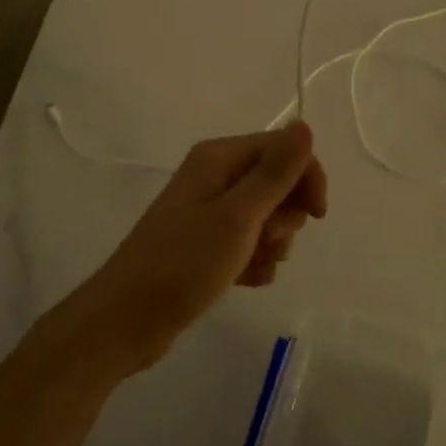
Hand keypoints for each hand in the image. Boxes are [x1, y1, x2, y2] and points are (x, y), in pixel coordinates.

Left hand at [61, 123, 327, 374]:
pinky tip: (244, 281)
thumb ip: (274, 173)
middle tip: (264, 240)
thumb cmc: (183, 264)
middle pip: (277, 183)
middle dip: (284, 216)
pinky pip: (250, 244)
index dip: (306, 177)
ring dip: (271, 244)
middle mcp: (214, 177)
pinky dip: (254, 262)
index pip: (282, 148)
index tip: (317, 215)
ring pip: (267, 218)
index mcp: (218, 158)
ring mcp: (209, 212)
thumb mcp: (237, 216)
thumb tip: (303, 125)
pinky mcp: (207, 245)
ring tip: (248, 265)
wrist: (128, 320)